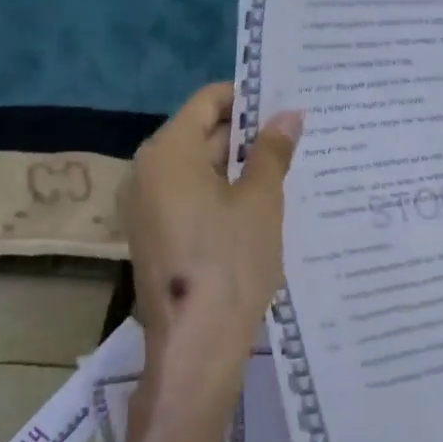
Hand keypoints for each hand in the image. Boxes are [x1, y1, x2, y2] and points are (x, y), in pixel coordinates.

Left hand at [121, 82, 302, 399]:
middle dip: (246, 134)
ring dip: (237, 166)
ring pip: (197, 169)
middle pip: (200, 134)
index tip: (284, 104)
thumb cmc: (230, 262)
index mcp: (167, 153)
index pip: (206, 102)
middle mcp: (147, 172)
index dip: (246, 98)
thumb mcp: (260, 202)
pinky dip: (221, 193)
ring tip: (287, 166)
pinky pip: (190, 198)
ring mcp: (146, 207)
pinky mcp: (155, 236)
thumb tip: (288, 115)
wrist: (196, 343)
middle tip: (296, 135)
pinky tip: (260, 203)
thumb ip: (272, 152)